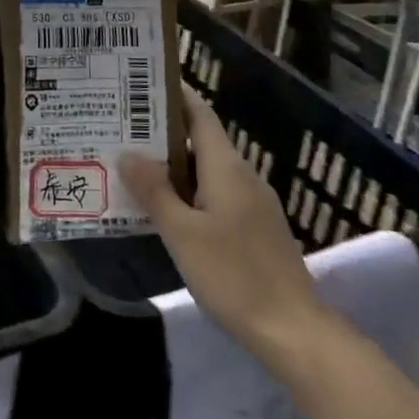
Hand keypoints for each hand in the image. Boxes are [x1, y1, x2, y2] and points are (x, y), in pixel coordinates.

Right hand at [120, 88, 327, 357]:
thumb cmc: (234, 276)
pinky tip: (167, 208)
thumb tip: (128, 153)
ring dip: (174, 164)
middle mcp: (243, 176)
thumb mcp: (183, 234)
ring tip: (135, 165)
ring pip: (208, 170)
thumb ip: (154, 191)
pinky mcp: (256, 229)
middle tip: (123, 128)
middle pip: (200, 140)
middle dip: (164, 132)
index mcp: (226, 167)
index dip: (174, 95)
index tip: (140, 85)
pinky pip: (217, 193)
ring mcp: (253, 203)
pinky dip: (190, 190)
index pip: (199, 114)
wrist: (295, 333)